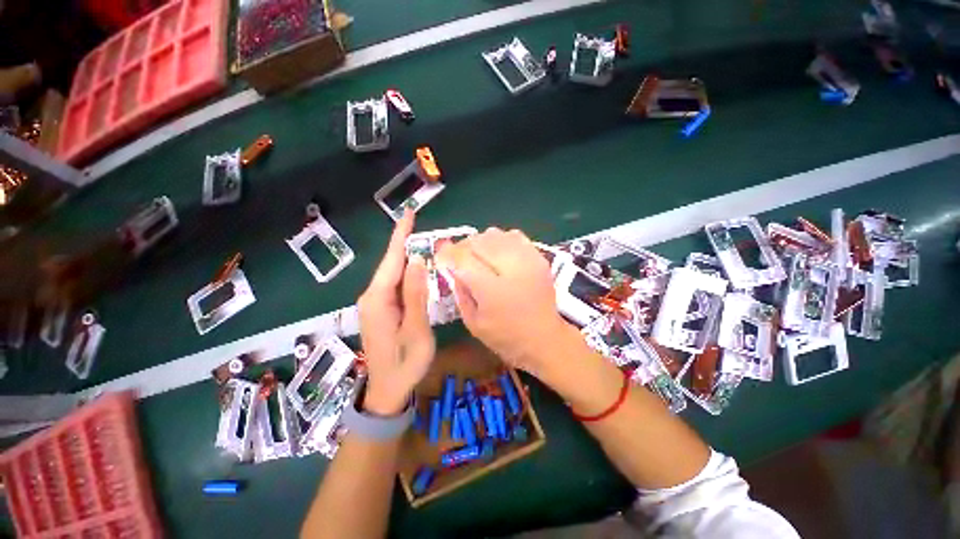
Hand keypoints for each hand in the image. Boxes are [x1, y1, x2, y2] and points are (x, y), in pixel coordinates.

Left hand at [357, 212, 434, 415]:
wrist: (387, 391)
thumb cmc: (405, 362)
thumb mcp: (416, 329)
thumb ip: (416, 294)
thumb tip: (418, 261)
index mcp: (379, 299)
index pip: (391, 260)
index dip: (401, 236)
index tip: (408, 214)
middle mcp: (373, 296)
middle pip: (391, 264)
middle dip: (407, 244)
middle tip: (427, 230)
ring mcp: (376, 303)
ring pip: (394, 274)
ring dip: (409, 259)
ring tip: (428, 244)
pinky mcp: (382, 309)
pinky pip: (396, 285)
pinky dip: (408, 274)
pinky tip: (421, 270)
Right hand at [435, 228, 581, 380]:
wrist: (545, 339)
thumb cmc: (505, 337)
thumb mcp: (473, 322)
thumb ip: (460, 291)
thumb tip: (452, 268)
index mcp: (492, 289)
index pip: (463, 259)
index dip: (447, 253)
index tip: (440, 256)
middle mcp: (511, 268)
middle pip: (478, 241)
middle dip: (462, 246)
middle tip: (457, 258)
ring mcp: (528, 259)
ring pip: (494, 234)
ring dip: (479, 242)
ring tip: (476, 255)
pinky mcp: (539, 256)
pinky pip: (513, 235)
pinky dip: (500, 240)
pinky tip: (497, 253)